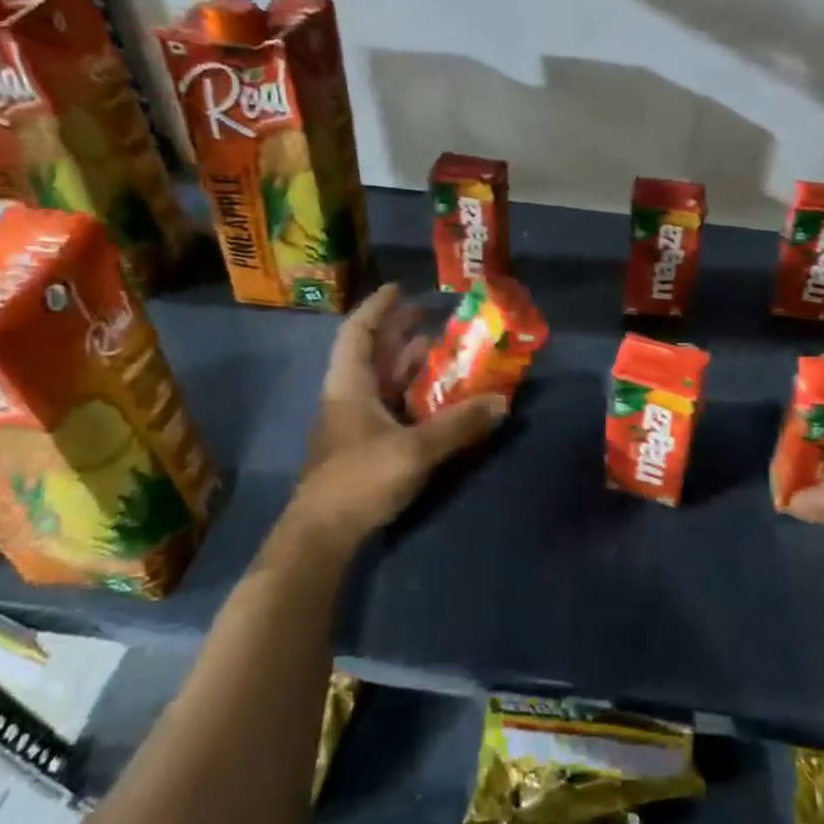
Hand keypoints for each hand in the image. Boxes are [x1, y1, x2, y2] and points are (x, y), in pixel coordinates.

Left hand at [278, 284, 506, 554]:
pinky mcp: (364, 446)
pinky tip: (437, 398)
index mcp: (350, 385)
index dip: (378, 307)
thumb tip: (501, 402)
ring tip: (442, 351)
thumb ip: (459, 425)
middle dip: (400, 331)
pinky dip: (413, 394)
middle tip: (432, 315)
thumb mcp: (415, 450)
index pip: (359, 332)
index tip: (400, 287)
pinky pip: (391, 406)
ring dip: (410, 363)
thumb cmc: (360, 479)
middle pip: (373, 353)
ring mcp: (355, 423)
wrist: (322, 535)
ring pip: (383, 380)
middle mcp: (349, 396)